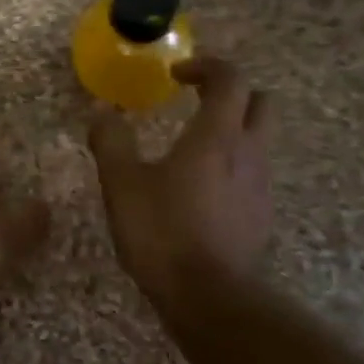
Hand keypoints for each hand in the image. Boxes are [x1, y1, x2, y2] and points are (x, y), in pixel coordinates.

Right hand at [88, 57, 274, 307]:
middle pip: (259, 102)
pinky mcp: (261, 215)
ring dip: (231, 130)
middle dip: (229, 93)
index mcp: (217, 136)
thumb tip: (102, 110)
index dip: (205, 66)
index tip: (176, 74)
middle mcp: (249, 152)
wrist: (210, 298)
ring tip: (191, 148)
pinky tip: (200, 189)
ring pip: (258, 139)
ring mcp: (260, 186)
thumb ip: (111, 141)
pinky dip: (232, 165)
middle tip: (195, 102)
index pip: (230, 79)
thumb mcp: (121, 183)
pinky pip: (252, 173)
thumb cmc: (162, 232)